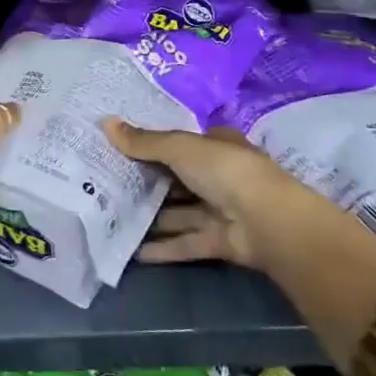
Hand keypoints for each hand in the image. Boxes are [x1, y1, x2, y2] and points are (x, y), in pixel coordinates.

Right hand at [101, 119, 310, 271]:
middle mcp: (219, 175)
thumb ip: (144, 142)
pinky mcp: (221, 241)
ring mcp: (222, 210)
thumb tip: (106, 123)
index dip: (151, 144)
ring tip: (113, 218)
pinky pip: (186, 242)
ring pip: (180, 212)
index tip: (119, 149)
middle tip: (107, 184)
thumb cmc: (225, 171)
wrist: (270, 223)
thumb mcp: (180, 148)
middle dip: (147, 182)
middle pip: (177, 178)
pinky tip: (133, 252)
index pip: (179, 143)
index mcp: (216, 145)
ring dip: (152, 217)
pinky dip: (163, 247)